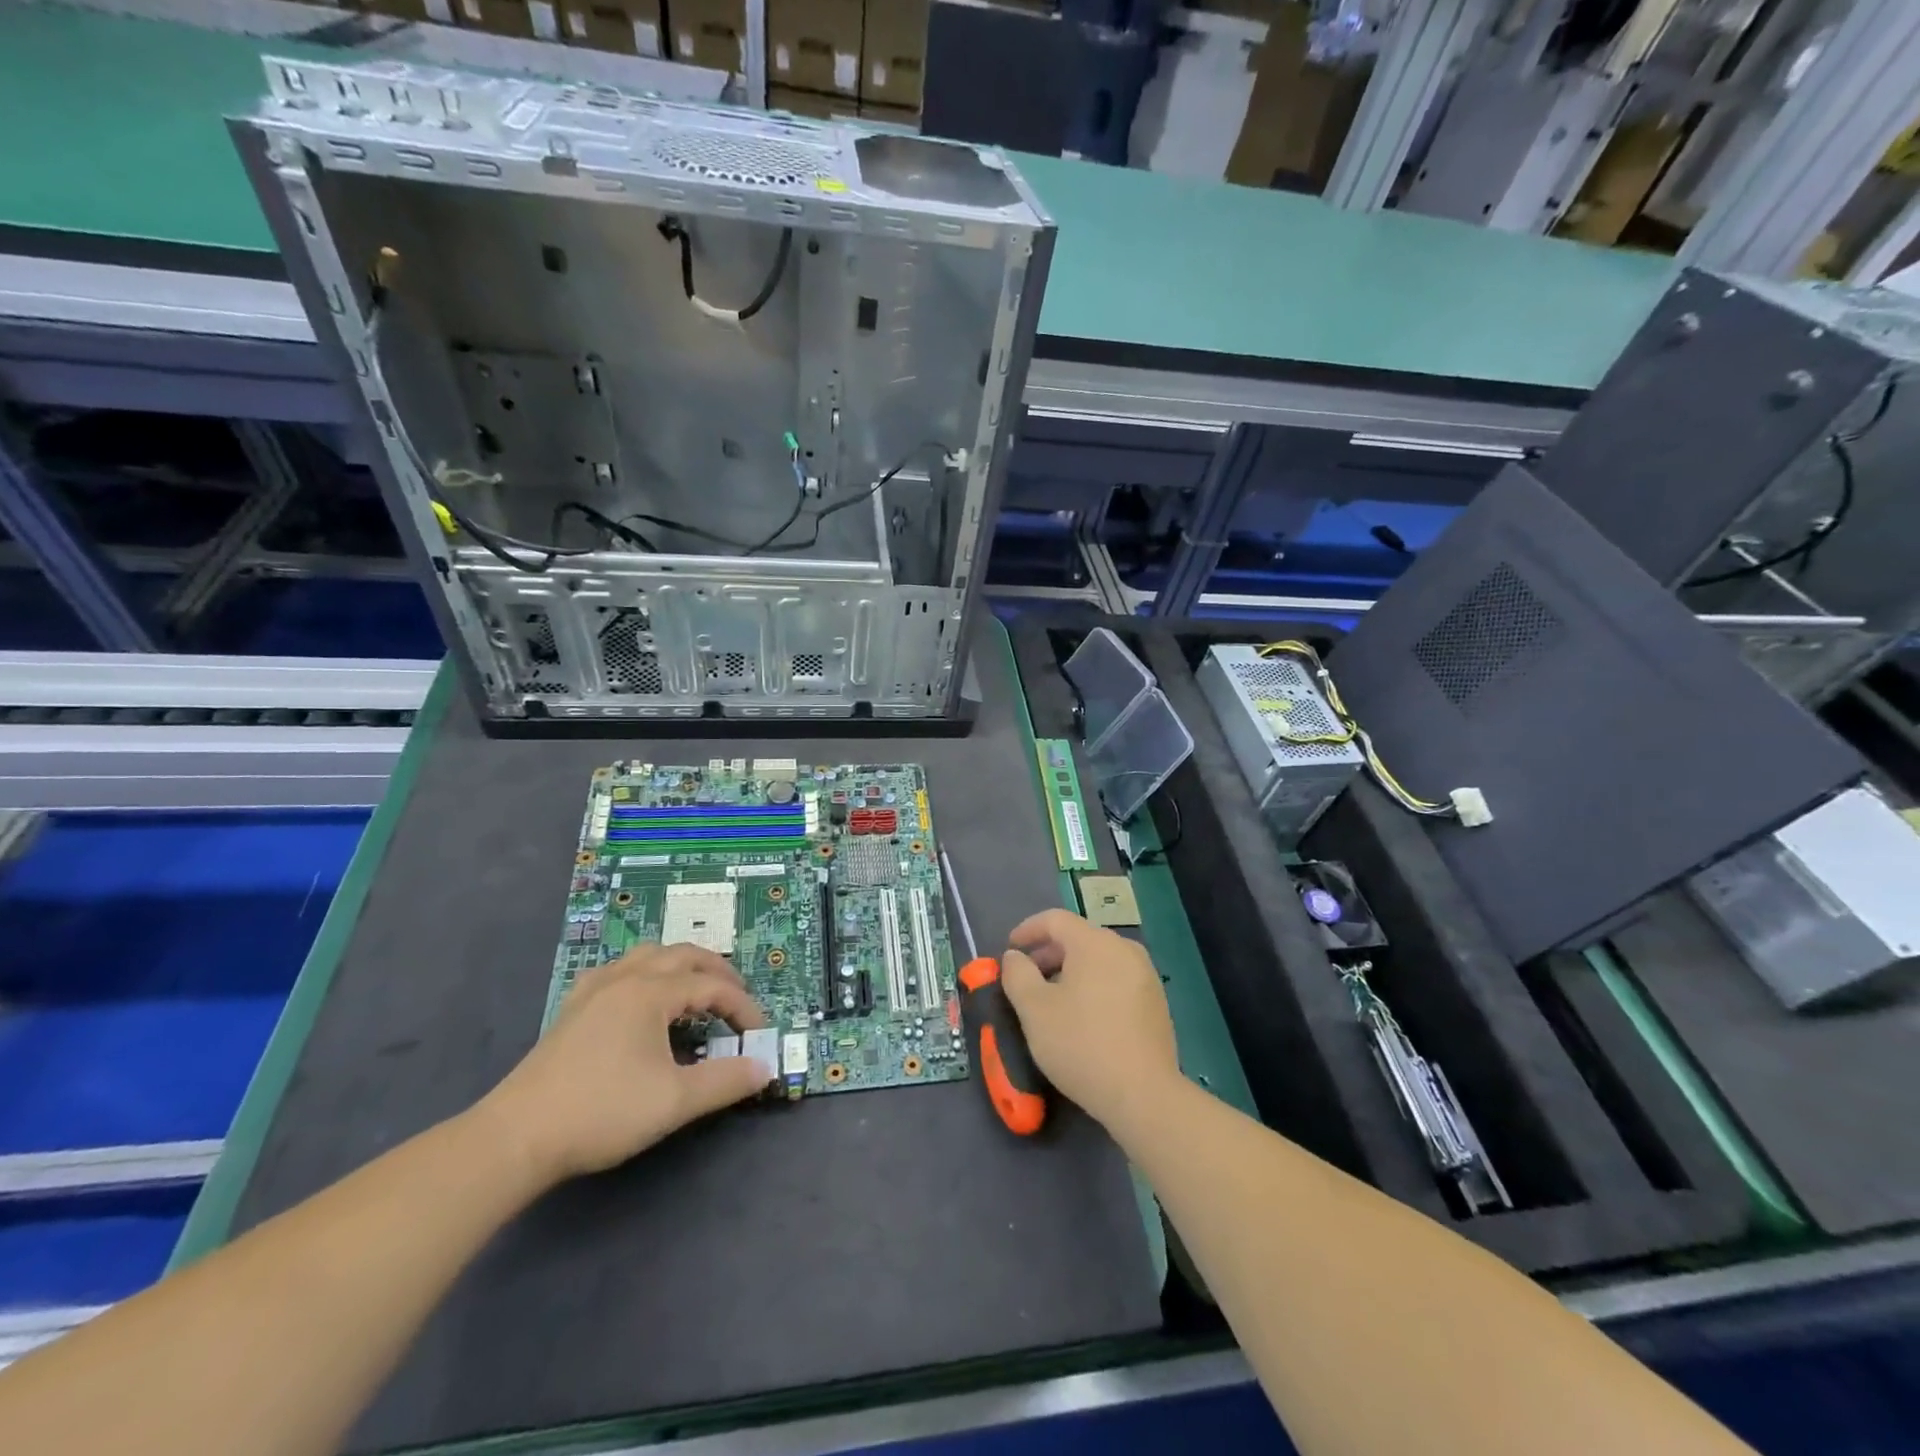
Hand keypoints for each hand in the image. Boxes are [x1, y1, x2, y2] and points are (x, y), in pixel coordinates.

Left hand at [479, 944, 770, 1185]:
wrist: (516, 1137)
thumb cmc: (602, 1112)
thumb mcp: (675, 1101)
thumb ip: (726, 1081)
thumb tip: (765, 1068)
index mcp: (651, 992)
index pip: (712, 986)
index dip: (742, 1006)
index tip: (758, 1034)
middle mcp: (625, 978)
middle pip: (683, 956)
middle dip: (717, 972)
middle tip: (738, 998)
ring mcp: (594, 990)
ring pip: (648, 956)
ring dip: (680, 966)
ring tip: (696, 989)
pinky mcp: (572, 1009)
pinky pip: (618, 971)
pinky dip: (644, 974)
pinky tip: (640, 997)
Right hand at [1001, 909, 1179, 1129]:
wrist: (1143, 1095)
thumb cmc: (1081, 1045)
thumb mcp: (1034, 1010)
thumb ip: (1017, 975)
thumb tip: (1015, 957)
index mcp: (1095, 943)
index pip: (1055, 919)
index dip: (1028, 930)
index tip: (1009, 949)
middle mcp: (1125, 949)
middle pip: (1079, 938)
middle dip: (1048, 954)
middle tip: (1026, 979)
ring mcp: (1146, 975)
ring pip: (1099, 960)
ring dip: (1070, 972)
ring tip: (1052, 1000)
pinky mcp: (1156, 1002)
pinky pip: (1116, 979)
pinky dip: (1093, 986)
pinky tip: (1083, 1017)